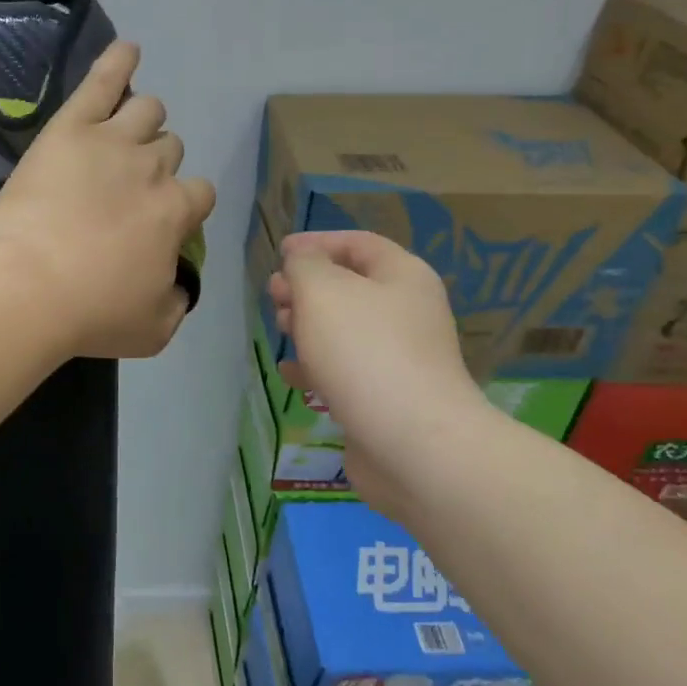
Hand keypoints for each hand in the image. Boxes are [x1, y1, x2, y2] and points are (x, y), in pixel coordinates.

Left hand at [0, 42, 216, 358]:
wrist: (28, 288)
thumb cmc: (91, 314)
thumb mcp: (154, 329)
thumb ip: (178, 302)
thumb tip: (181, 285)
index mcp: (177, 211)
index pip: (200, 193)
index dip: (183, 205)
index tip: (160, 222)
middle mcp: (154, 168)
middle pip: (170, 148)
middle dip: (156, 165)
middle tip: (124, 189)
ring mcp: (113, 141)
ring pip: (148, 111)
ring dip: (142, 122)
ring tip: (122, 134)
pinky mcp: (71, 127)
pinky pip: (102, 82)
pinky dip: (118, 62)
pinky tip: (127, 49)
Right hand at [269, 232, 483, 493]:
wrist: (412, 444)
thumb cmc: (363, 352)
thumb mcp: (322, 290)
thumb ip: (304, 265)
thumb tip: (302, 261)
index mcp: (402, 276)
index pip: (358, 243)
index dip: (317, 242)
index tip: (280, 253)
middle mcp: (407, 312)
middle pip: (350, 285)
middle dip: (306, 287)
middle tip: (274, 297)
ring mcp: (400, 357)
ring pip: (344, 329)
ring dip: (308, 326)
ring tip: (281, 331)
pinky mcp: (387, 396)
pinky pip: (346, 370)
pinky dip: (317, 367)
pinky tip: (292, 376)